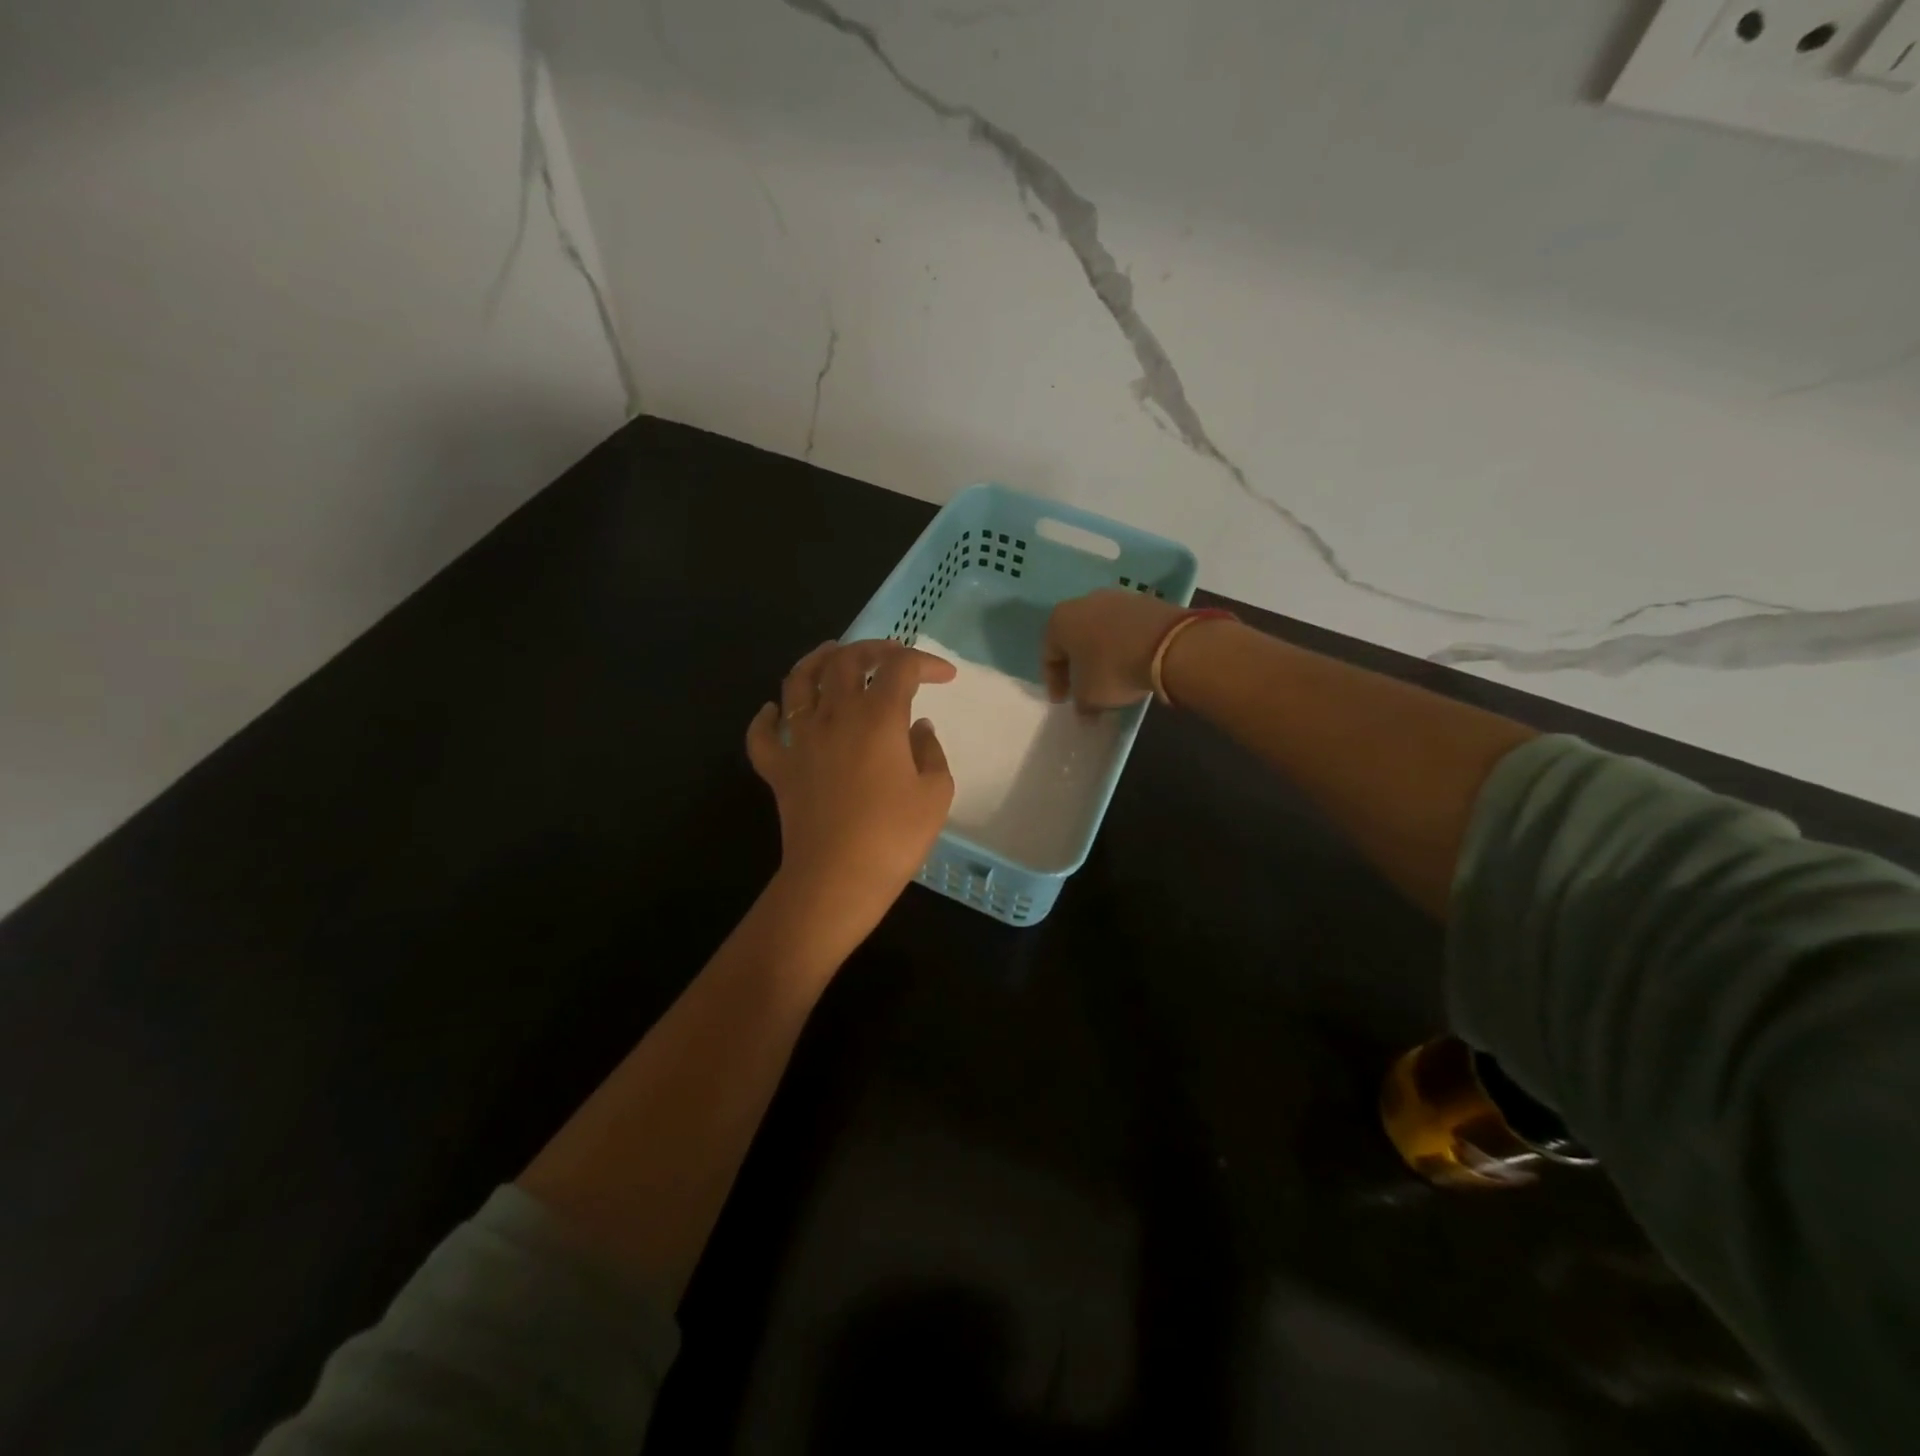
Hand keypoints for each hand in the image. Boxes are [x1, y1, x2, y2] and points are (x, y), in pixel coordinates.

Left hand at [746, 639, 956, 934]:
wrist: (836, 880)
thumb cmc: (893, 838)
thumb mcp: (935, 794)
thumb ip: (930, 753)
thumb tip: (918, 729)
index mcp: (878, 718)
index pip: (901, 668)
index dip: (925, 662)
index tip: (945, 676)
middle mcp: (835, 716)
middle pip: (847, 661)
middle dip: (873, 649)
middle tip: (891, 655)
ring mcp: (800, 740)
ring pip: (799, 681)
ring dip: (817, 660)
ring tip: (831, 653)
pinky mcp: (778, 768)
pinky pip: (763, 734)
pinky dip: (767, 716)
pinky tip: (775, 710)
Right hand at [1043, 589, 1184, 708]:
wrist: (1167, 645)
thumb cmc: (1113, 669)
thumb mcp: (1089, 696)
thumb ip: (1081, 703)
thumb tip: (1085, 710)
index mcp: (1060, 621)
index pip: (1049, 655)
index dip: (1053, 682)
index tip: (1063, 701)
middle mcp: (1084, 602)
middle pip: (1074, 639)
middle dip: (1077, 664)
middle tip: (1083, 687)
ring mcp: (1117, 598)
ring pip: (1100, 631)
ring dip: (1102, 653)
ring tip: (1111, 676)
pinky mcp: (1145, 602)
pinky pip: (1125, 628)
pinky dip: (1124, 645)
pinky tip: (1133, 662)